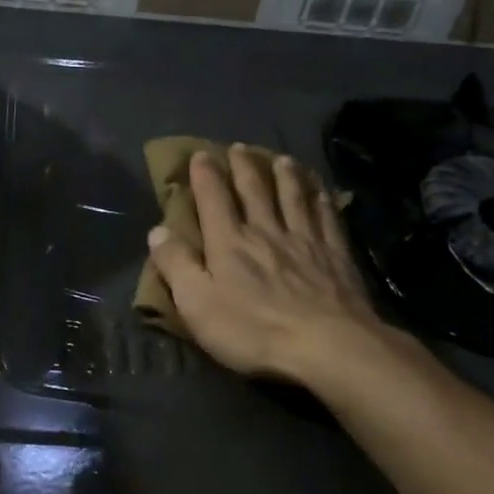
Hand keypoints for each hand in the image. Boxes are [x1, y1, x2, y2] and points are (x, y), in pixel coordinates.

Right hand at [146, 147, 394, 383]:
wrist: (328, 346)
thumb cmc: (254, 330)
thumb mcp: (198, 304)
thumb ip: (176, 265)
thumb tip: (157, 230)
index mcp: (229, 241)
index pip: (213, 197)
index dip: (205, 174)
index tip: (201, 154)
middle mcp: (266, 230)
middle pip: (254, 189)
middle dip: (244, 165)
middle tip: (239, 147)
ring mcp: (305, 240)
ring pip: (293, 196)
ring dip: (285, 174)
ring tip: (282, 158)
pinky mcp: (336, 255)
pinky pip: (327, 217)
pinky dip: (321, 199)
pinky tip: (321, 191)